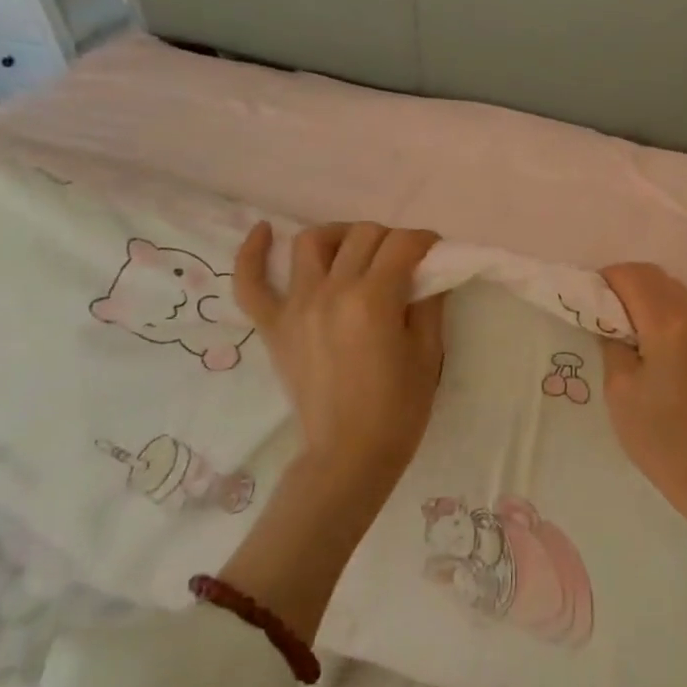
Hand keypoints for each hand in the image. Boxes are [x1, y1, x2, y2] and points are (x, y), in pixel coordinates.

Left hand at [235, 222, 447, 512]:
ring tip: (355, 250)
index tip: (435, 253)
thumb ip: (429, 301)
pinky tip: (264, 231)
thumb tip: (430, 269)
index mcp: (373, 300)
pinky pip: (250, 283)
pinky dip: (252, 253)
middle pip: (363, 235)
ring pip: (312, 242)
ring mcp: (296, 306)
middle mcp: (331, 292)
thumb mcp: (429, 353)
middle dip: (392, 240)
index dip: (425, 242)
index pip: (402, 244)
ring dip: (340, 236)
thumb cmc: (399, 409)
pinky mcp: (273, 326)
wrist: (350, 455)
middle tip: (404, 264)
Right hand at [601, 263, 686, 540]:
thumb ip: (613, 344)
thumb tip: (613, 323)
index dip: (607, 279)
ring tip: (635, 331)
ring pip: (683, 295)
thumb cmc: (663, 440)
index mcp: (670, 324)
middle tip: (608, 312)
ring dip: (655, 301)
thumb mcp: (620, 393)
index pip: (634, 276)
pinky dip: (677, 320)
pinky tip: (666, 351)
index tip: (591, 299)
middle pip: (660, 278)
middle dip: (630, 285)